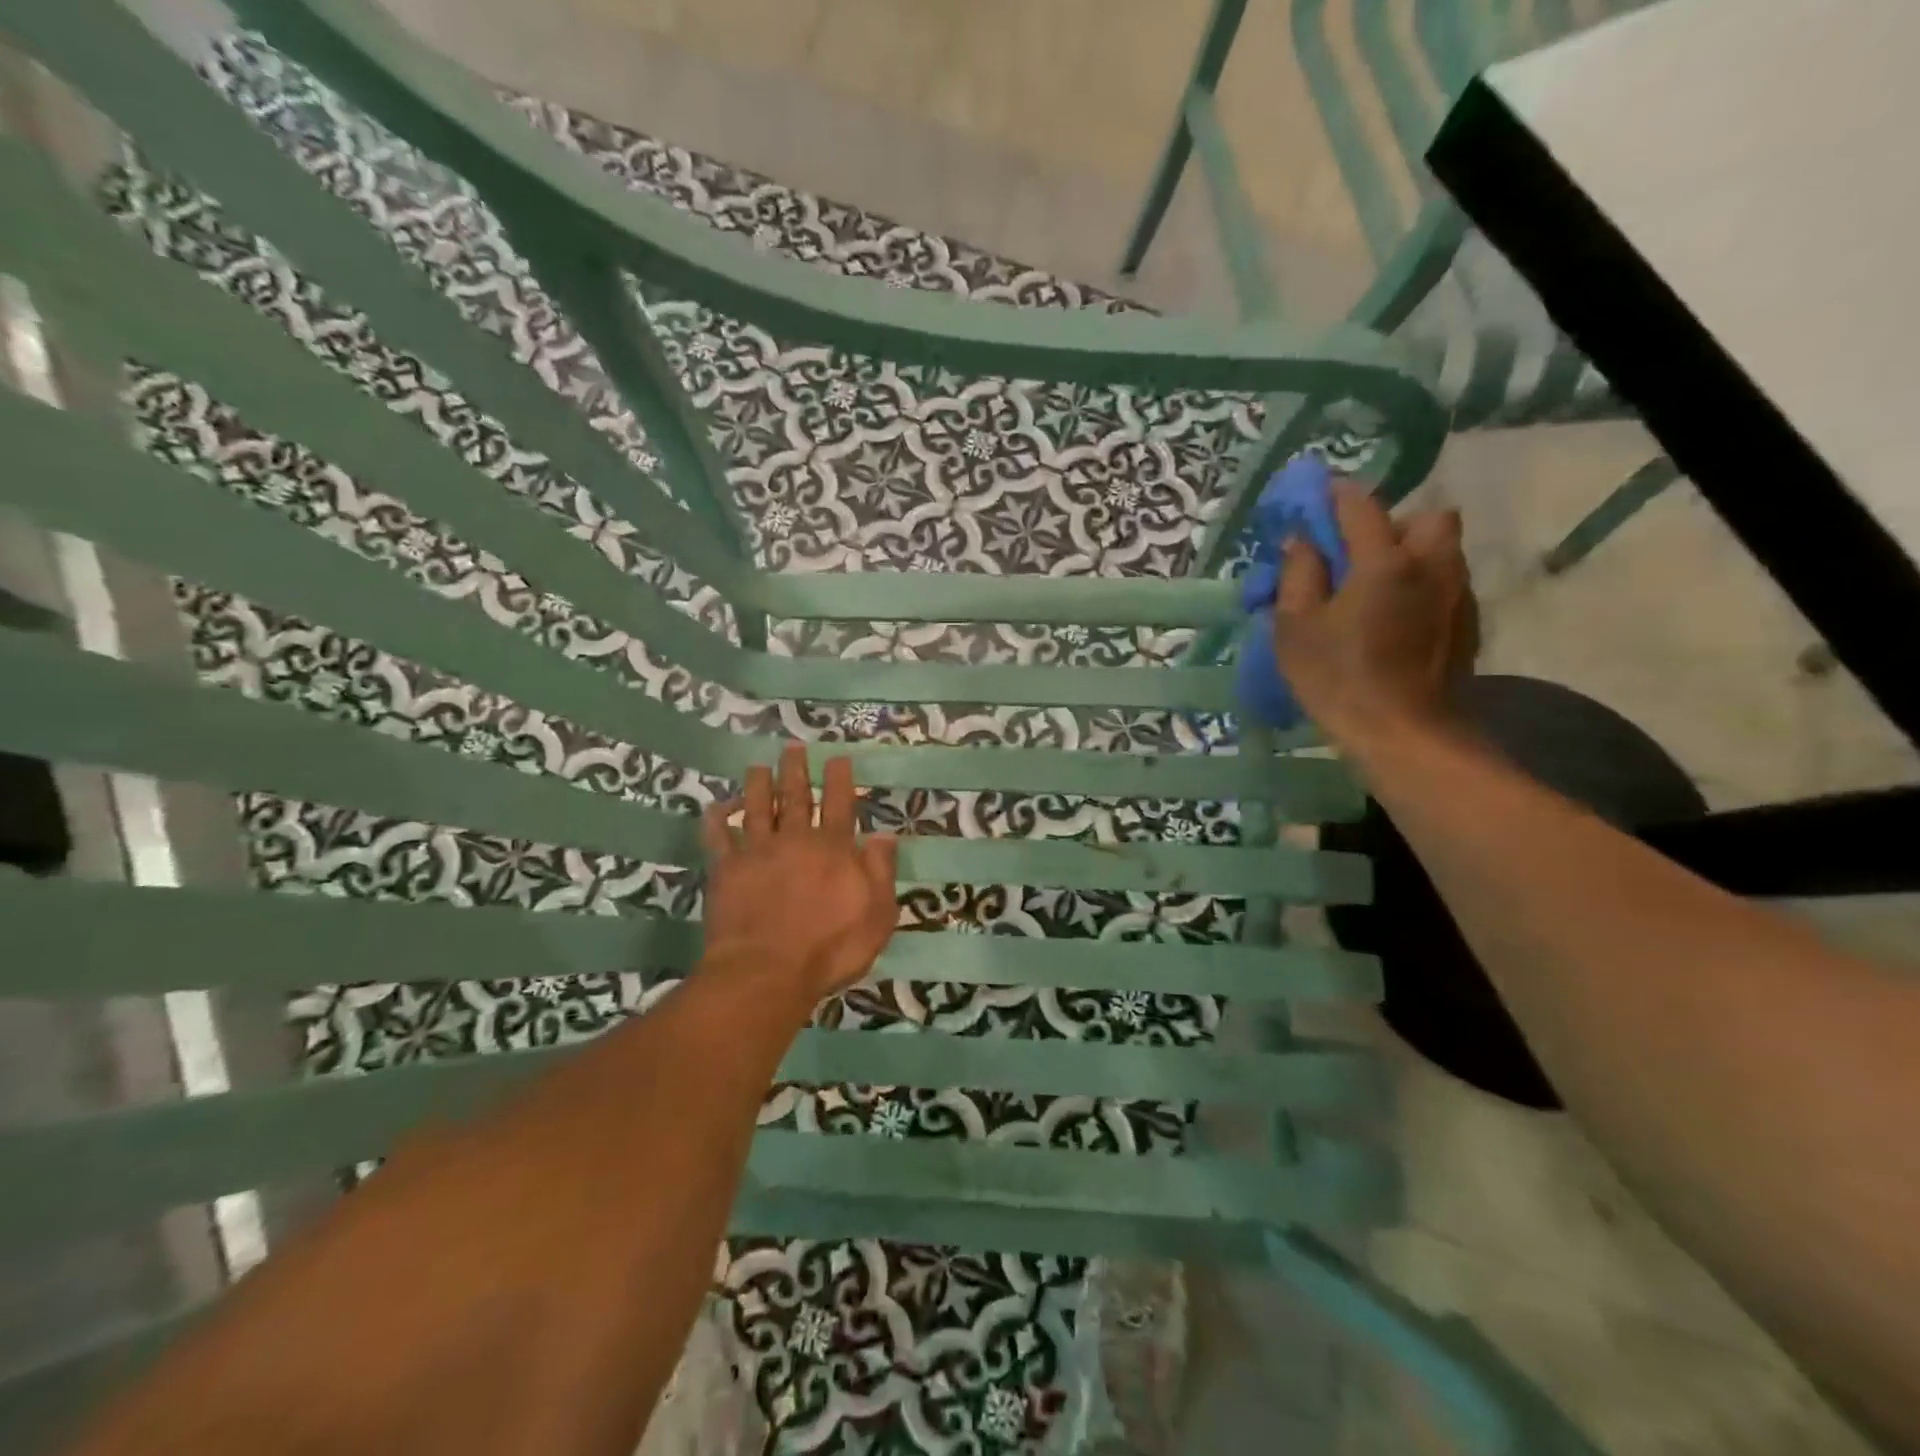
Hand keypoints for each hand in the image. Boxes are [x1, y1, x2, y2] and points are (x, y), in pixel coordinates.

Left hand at [700, 742, 899, 1004]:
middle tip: (792, 747)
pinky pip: (718, 837)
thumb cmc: (831, 948)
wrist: (768, 971)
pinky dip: (716, 820)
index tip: (836, 757)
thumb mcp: (877, 915)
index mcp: (833, 849)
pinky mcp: (727, 870)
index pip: (839, 804)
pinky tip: (715, 807)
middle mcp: (795, 840)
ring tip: (758, 766)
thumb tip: (884, 834)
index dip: (838, 779)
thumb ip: (880, 871)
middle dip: (795, 770)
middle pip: (795, 797)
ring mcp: (758, 852)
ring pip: (756, 808)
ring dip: (757, 785)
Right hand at [1271, 481, 1478, 751]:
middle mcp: (1431, 564)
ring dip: (1411, 554)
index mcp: (1384, 561)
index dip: (1337, 495)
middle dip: (1394, 524)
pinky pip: (1447, 583)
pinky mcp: (1468, 622)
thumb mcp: (1295, 628)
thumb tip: (1301, 541)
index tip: (1318, 498)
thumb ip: (1298, 575)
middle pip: (1427, 517)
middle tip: (1360, 554)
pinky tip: (1396, 620)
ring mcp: (1457, 593)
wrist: (1403, 733)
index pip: (1361, 505)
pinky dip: (1422, 586)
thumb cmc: (1338, 679)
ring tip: (1376, 589)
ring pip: (1442, 550)